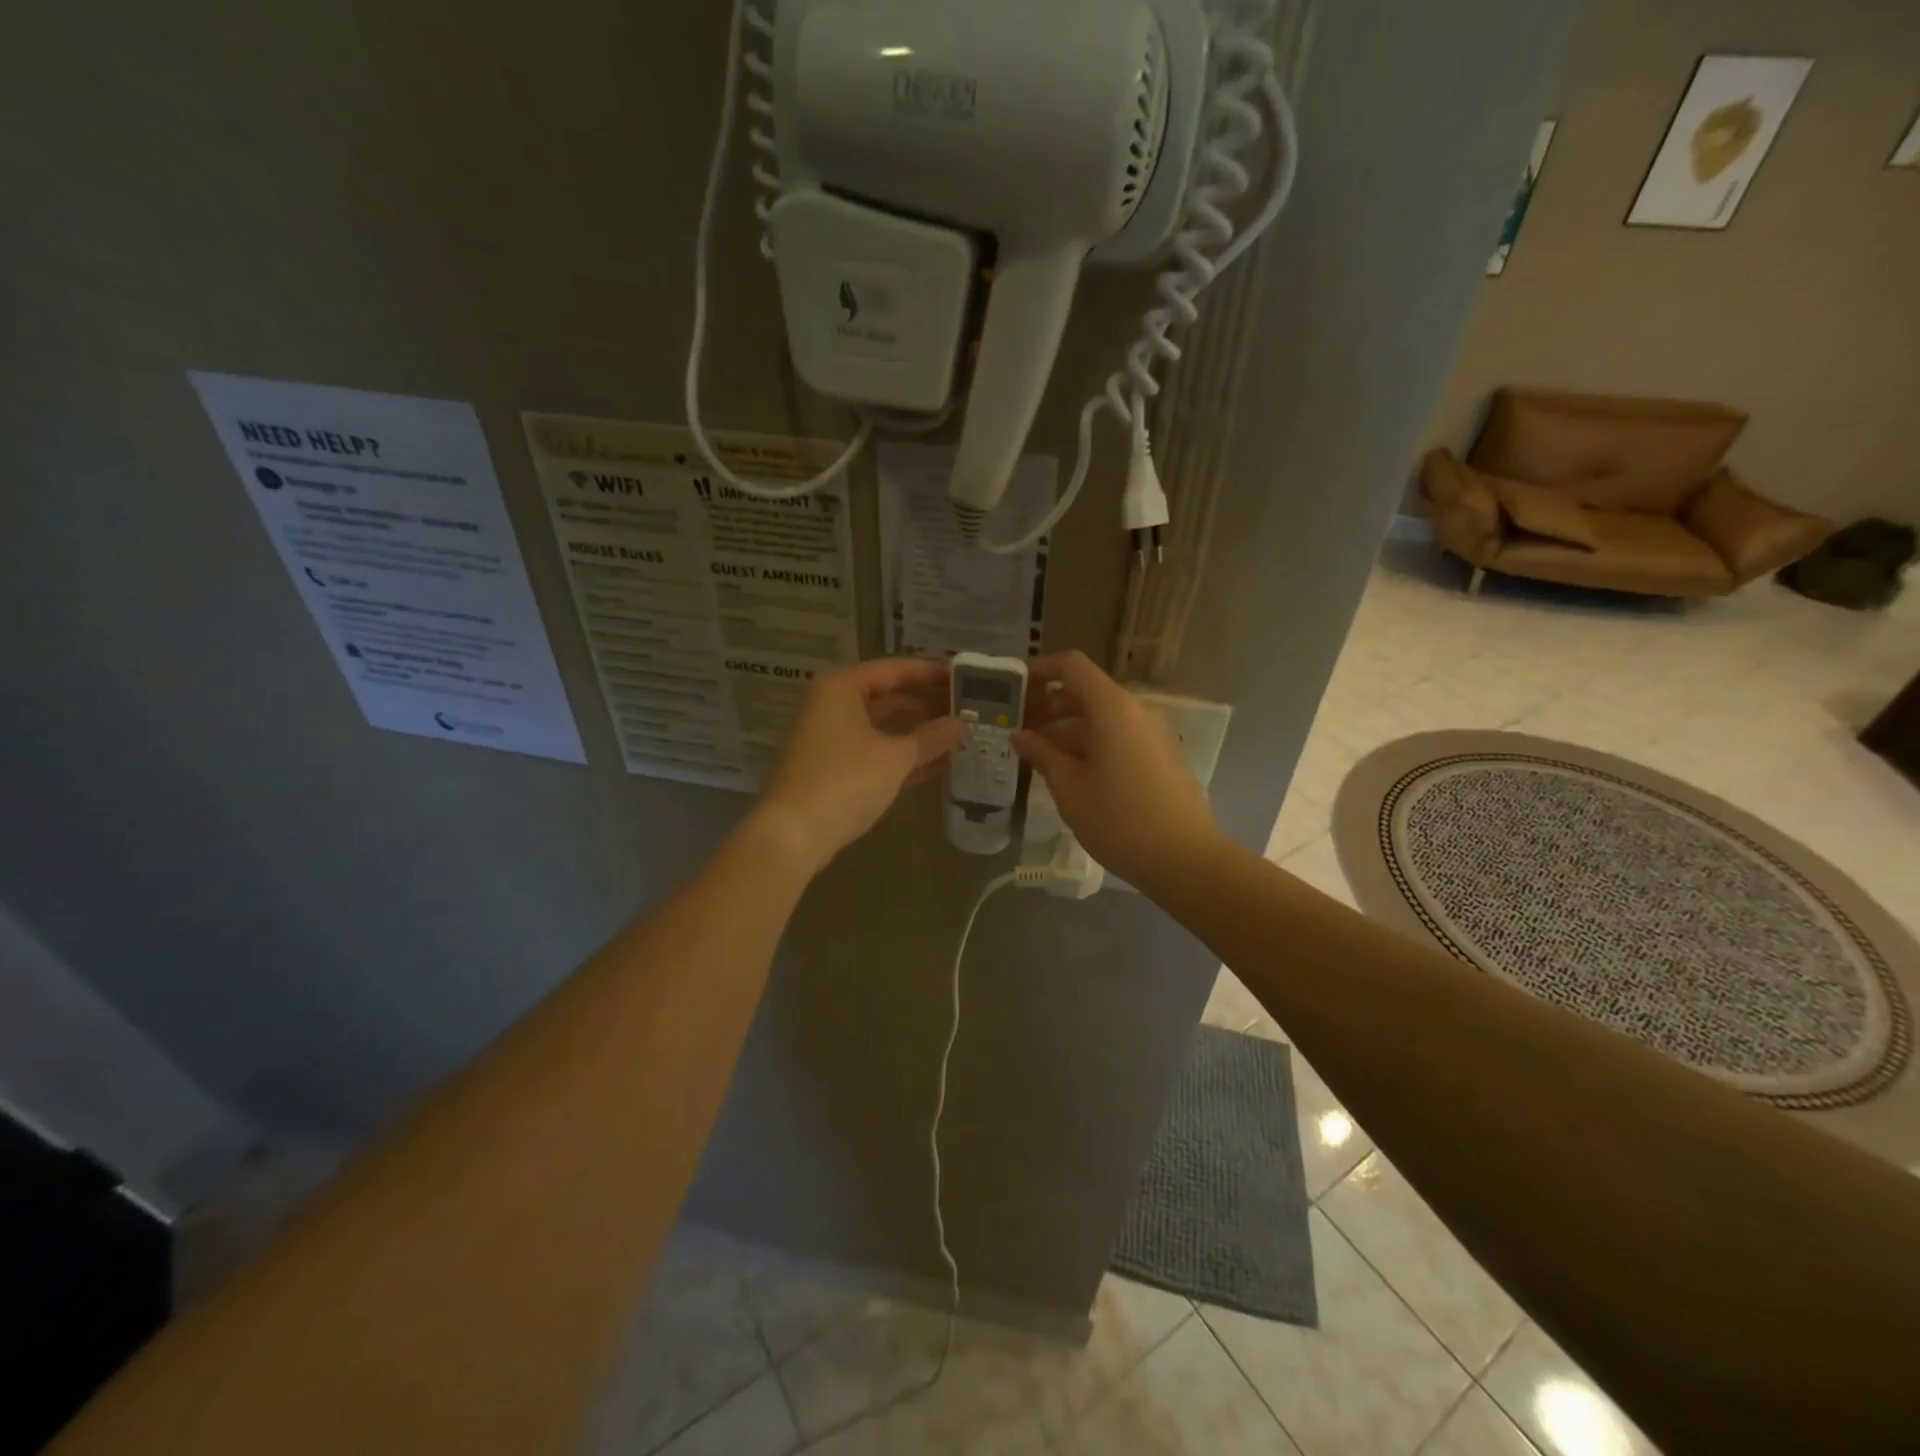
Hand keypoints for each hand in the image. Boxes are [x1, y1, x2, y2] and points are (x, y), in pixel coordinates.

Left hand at [752, 657, 965, 872]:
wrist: (795, 834)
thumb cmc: (846, 780)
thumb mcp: (895, 757)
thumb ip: (932, 737)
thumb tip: (963, 724)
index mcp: (842, 688)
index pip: (894, 670)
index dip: (930, 672)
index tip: (963, 675)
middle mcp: (833, 706)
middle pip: (888, 697)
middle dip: (927, 705)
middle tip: (969, 708)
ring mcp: (832, 739)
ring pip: (883, 728)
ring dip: (919, 733)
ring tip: (961, 735)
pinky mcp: (834, 769)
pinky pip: (876, 753)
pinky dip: (903, 756)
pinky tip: (940, 763)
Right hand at [1012, 651, 1221, 894]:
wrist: (1186, 859)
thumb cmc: (1119, 821)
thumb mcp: (1070, 790)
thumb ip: (1042, 755)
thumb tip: (1020, 735)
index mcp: (1112, 709)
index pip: (1073, 666)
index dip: (1042, 671)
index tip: (1016, 692)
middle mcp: (1136, 711)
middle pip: (1087, 692)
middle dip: (1050, 707)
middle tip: (1021, 734)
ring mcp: (1153, 733)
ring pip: (1103, 718)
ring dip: (1069, 731)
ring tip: (1041, 760)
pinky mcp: (1162, 755)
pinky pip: (1120, 736)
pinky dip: (1092, 745)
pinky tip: (1074, 776)